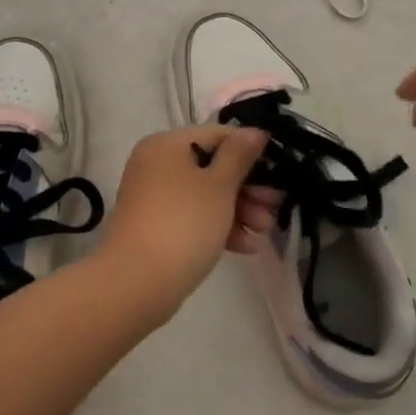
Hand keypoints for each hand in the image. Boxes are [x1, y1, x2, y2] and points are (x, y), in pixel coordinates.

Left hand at [96, 125, 269, 318]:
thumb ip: (239, 155)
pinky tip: (245, 246)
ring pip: (205, 195)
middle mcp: (156, 165)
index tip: (278, 170)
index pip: (217, 135)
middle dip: (247, 188)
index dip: (250, 150)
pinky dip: (218, 227)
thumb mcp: (219, 185)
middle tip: (274, 205)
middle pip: (212, 167)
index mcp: (167, 145)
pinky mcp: (156, 228)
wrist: (137, 283)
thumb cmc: (184, 223)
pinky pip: (193, 217)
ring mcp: (154, 198)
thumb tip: (254, 131)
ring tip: (263, 231)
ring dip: (238, 210)